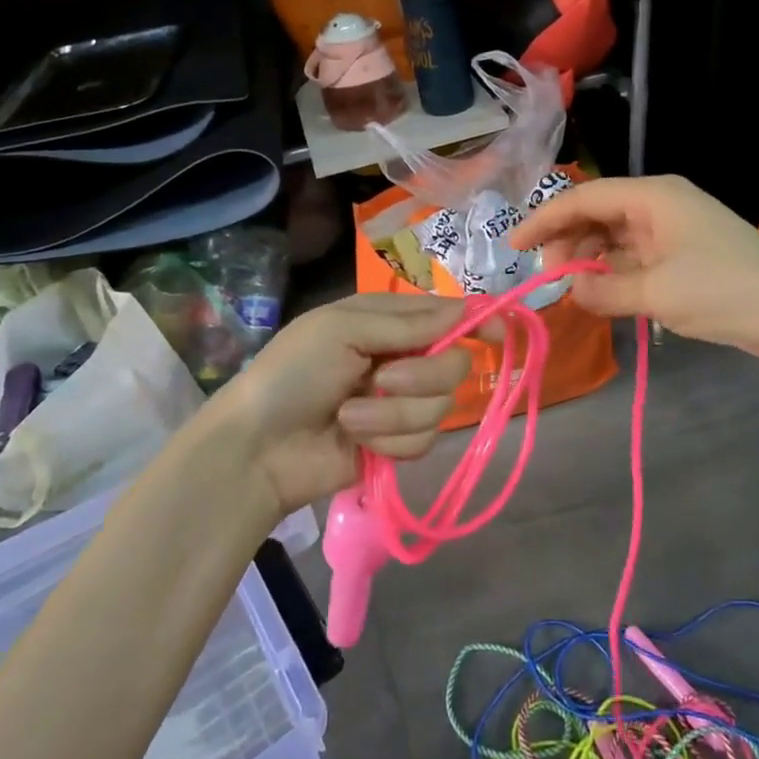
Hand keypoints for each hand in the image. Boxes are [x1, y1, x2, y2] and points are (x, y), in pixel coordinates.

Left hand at [212, 294, 473, 515]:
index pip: (448, 315)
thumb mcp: (343, 330)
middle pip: (454, 363)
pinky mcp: (398, 443)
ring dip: (393, 414)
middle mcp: (402, 358)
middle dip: (422, 376)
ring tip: (351, 417)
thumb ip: (408, 324)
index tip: (500, 333)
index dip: (477, 321)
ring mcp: (401, 403)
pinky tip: (358, 442)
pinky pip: (424, 440)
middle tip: (383, 379)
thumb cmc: (293, 373)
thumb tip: (466, 310)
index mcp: (388, 321)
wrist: (258, 448)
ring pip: (440, 406)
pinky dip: (389, 441)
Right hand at [511, 174, 758, 356]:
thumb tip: (570, 289)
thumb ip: (603, 289)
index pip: (583, 198)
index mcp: (652, 197)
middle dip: (567, 242)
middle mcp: (659, 205)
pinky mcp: (683, 256)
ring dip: (589, 260)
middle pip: (597, 214)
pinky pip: (634, 257)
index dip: (544, 220)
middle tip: (549, 278)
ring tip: (572, 290)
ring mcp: (672, 230)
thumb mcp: (655, 292)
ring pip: (614, 238)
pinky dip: (613, 273)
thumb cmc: (723, 291)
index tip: (513, 246)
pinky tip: (600, 295)